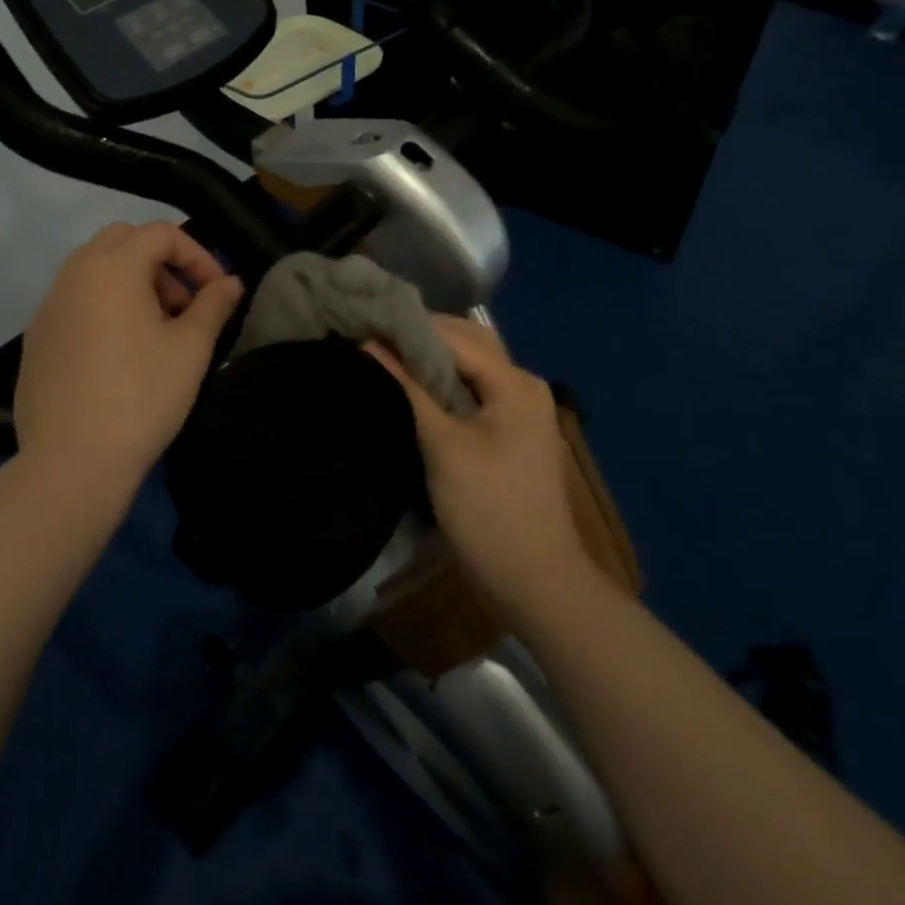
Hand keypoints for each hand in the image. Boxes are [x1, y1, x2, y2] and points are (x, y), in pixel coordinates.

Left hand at [13, 222, 243, 496]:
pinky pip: (75, 301)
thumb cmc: (141, 396)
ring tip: (156, 329)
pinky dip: (104, 306)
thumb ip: (213, 305)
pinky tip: (120, 353)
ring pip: (95, 270)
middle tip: (183, 304)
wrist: (71, 463)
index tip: (216, 291)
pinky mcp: (36, 338)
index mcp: (112, 267)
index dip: (197, 255)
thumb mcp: (190, 349)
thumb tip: (230, 282)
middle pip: (123, 242)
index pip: (160, 233)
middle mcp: (73, 274)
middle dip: (161, 262)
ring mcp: (48, 306)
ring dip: (132, 282)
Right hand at [366, 317, 587, 623]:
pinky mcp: (513, 431)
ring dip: (432, 359)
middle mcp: (524, 384)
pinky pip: (475, 390)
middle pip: (468, 343)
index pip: (454, 336)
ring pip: (471, 367)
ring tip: (386, 355)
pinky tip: (414, 387)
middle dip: (422, 336)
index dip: (409, 326)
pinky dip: (445, 382)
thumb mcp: (443, 446)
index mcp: (514, 382)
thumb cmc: (489, 511)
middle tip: (374, 334)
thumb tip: (370, 344)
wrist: (538, 584)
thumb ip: (408, 389)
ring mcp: (522, 409)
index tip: (365, 320)